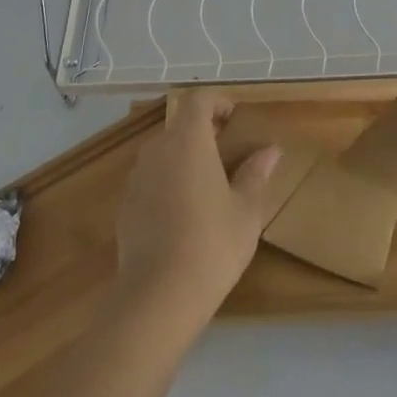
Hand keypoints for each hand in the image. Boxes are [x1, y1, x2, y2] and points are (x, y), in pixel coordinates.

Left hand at [113, 93, 280, 338]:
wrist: (159, 295)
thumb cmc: (213, 243)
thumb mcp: (246, 210)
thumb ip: (256, 174)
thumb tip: (270, 150)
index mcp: (188, 142)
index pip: (199, 101)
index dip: (219, 102)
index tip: (236, 119)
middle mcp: (157, 150)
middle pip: (180, 126)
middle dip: (205, 133)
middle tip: (230, 154)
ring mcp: (137, 178)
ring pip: (164, 154)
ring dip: (186, 159)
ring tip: (211, 186)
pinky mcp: (126, 206)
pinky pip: (152, 180)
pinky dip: (169, 183)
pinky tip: (185, 215)